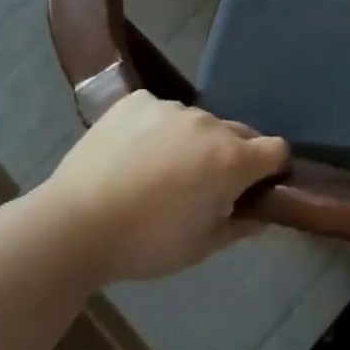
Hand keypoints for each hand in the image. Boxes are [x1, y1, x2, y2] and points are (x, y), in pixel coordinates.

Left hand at [40, 91, 287, 284]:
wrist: (73, 226)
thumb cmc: (145, 244)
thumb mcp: (200, 248)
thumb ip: (239, 227)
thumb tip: (261, 216)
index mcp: (232, 159)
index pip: (276, 150)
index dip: (273, 169)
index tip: (257, 187)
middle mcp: (210, 124)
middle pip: (239, 133)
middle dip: (232, 156)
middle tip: (204, 185)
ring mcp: (172, 108)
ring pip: (198, 123)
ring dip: (193, 142)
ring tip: (159, 171)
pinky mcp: (137, 101)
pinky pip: (160, 111)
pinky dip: (156, 129)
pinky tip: (133, 154)